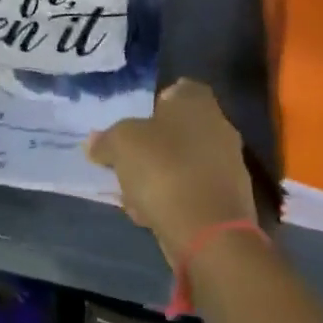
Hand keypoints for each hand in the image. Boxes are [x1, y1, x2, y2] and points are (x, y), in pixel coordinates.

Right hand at [88, 79, 258, 258]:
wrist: (208, 234)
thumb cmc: (164, 169)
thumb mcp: (121, 145)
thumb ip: (106, 140)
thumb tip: (95, 142)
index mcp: (197, 104)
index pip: (180, 88)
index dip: (157, 100)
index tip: (136, 117)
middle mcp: (219, 129)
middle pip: (180, 128)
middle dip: (154, 142)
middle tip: (127, 155)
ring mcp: (228, 167)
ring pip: (184, 162)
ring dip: (159, 174)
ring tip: (131, 192)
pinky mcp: (227, 203)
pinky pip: (191, 192)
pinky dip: (172, 200)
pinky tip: (148, 214)